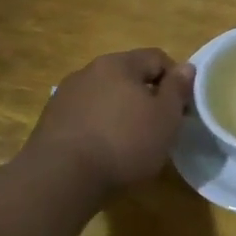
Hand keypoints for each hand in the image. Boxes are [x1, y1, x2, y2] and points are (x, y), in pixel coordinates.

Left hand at [21, 48, 195, 193]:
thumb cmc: (124, 142)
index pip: (157, 57)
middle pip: (128, 76)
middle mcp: (89, 71)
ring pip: (105, 96)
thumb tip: (186, 67)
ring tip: (129, 142)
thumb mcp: (165, 117)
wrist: (60, 178)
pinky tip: (102, 152)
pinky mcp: (49, 121)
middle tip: (157, 126)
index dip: (175, 80)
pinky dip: (98, 127)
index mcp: (118, 64)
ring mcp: (65, 95)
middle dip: (146, 96)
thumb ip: (178, 88)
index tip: (180, 109)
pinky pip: (85, 116)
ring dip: (120, 111)